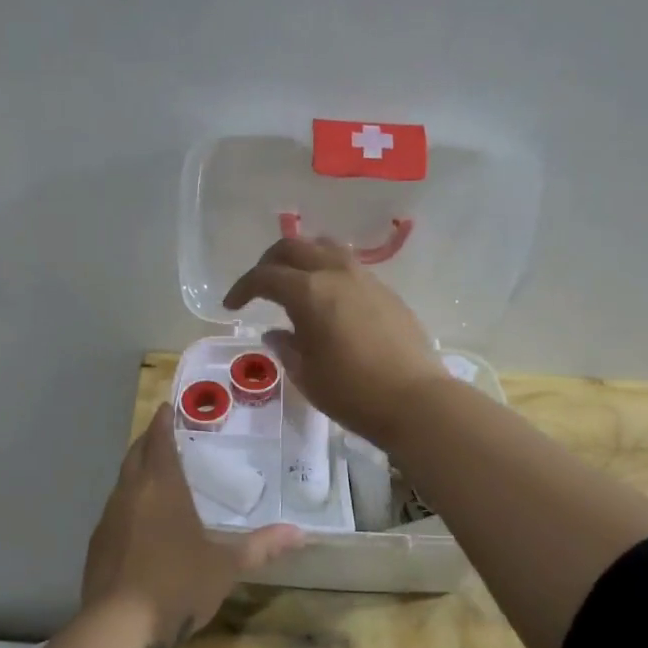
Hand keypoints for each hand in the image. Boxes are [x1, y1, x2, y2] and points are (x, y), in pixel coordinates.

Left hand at [80, 404, 300, 647]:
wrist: (120, 627)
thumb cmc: (178, 585)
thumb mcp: (226, 566)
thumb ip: (261, 547)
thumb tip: (301, 533)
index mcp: (162, 488)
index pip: (159, 441)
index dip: (162, 422)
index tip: (165, 407)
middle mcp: (131, 494)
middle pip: (135, 456)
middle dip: (147, 442)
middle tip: (161, 435)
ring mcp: (108, 520)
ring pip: (122, 483)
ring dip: (136, 473)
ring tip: (153, 476)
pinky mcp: (96, 546)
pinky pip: (113, 512)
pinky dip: (127, 504)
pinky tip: (138, 522)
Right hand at [223, 236, 450, 449]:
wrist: (416, 400)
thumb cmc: (352, 392)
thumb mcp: (306, 375)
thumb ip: (286, 347)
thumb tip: (276, 332)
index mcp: (309, 292)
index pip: (265, 276)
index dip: (242, 288)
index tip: (231, 306)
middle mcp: (336, 274)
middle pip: (294, 247)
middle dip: (269, 262)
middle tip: (259, 286)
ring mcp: (366, 279)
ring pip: (325, 248)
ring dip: (303, 259)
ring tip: (295, 283)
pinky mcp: (387, 292)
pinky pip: (349, 267)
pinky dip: (329, 272)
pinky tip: (329, 300)